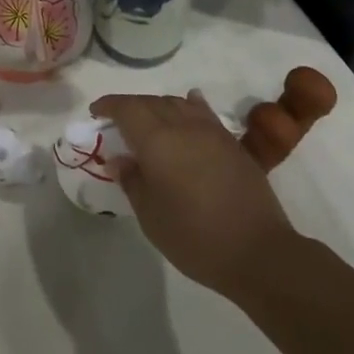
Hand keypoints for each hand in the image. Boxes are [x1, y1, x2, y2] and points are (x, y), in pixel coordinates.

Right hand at [91, 91, 296, 295]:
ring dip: (157, 106)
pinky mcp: (232, 143)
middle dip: (130, 106)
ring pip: (177, 104)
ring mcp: (211, 132)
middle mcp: (183, 126)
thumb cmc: (195, 237)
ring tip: (148, 121)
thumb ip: (132, 181)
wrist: (258, 251)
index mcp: (157, 140)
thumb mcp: (151, 216)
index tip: (96, 112)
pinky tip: (188, 107)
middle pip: (151, 102)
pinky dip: (188, 106)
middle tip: (117, 122)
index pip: (127, 109)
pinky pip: (203, 113)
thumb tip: (120, 159)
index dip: (109, 105)